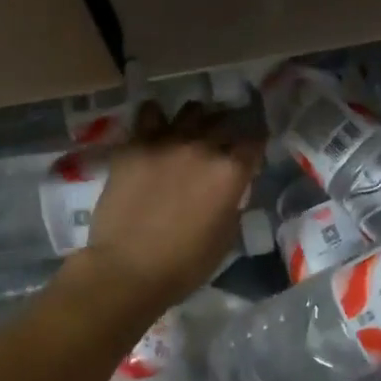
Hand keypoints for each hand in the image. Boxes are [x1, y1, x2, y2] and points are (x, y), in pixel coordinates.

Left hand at [73, 100, 263, 310]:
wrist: (125, 270)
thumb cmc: (183, 264)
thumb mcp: (226, 237)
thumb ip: (233, 202)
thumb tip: (231, 188)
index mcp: (230, 171)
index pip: (255, 141)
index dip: (256, 144)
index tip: (252, 150)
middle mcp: (203, 147)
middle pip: (225, 121)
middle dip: (229, 128)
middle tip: (224, 139)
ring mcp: (167, 141)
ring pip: (191, 111)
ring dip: (197, 118)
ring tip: (193, 127)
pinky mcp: (135, 145)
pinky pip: (149, 115)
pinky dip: (156, 116)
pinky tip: (156, 123)